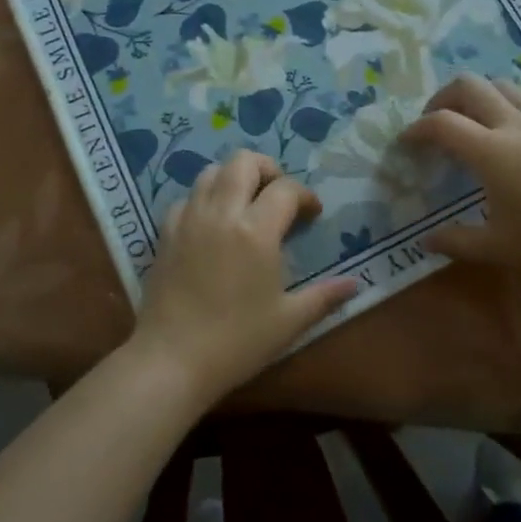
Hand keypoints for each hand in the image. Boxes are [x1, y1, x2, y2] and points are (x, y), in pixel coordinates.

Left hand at [131, 151, 357, 405]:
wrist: (171, 360)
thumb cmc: (237, 342)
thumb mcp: (288, 321)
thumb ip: (324, 296)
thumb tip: (355, 283)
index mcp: (256, 230)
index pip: (286, 189)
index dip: (304, 195)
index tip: (312, 214)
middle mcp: (221, 212)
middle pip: (244, 161)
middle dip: (268, 169)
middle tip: (278, 194)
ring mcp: (189, 218)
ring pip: (212, 171)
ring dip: (234, 177)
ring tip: (246, 202)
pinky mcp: (165, 231)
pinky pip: (187, 197)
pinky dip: (204, 198)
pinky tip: (212, 223)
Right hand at [400, 75, 520, 293]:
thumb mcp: (500, 249)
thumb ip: (457, 241)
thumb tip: (426, 241)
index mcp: (492, 151)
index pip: (442, 123)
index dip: (417, 128)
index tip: (406, 141)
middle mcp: (515, 125)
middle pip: (470, 85)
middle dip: (443, 96)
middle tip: (435, 120)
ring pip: (503, 86)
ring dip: (479, 96)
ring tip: (472, 122)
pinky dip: (508, 111)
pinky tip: (514, 144)